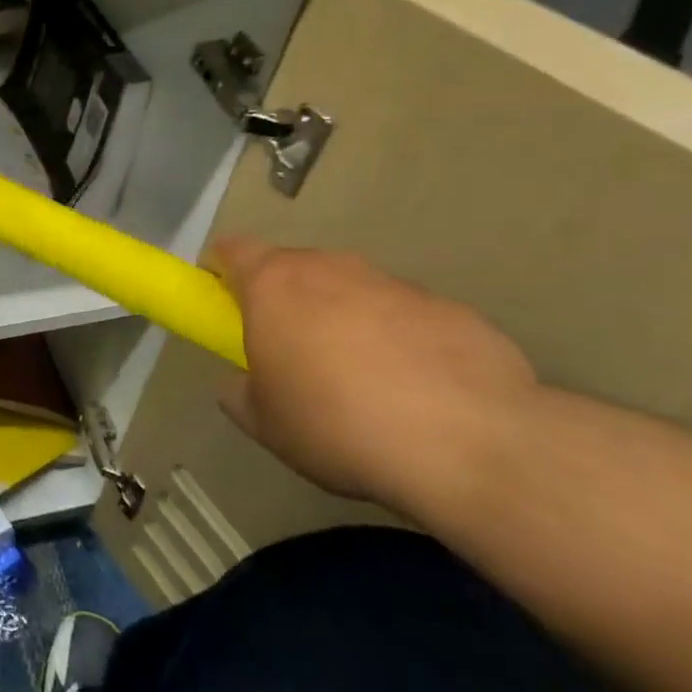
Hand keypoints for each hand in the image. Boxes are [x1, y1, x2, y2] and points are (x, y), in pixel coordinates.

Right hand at [210, 235, 538, 512]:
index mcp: (275, 285)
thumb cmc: (337, 424)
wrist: (469, 442)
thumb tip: (242, 382)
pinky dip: (399, 341)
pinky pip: (406, 317)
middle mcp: (332, 268)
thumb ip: (240, 391)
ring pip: (352, 290)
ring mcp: (395, 284)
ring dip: (344, 320)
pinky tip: (416, 393)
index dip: (222, 271)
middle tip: (292, 354)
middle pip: (294, 269)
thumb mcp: (265, 423)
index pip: (232, 249)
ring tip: (361, 382)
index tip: (225, 305)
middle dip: (287, 301)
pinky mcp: (451, 308)